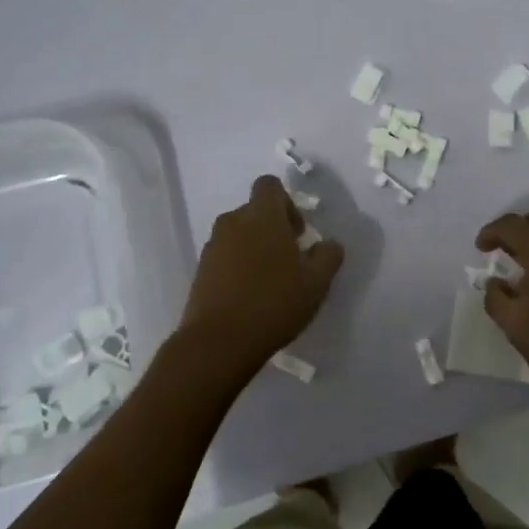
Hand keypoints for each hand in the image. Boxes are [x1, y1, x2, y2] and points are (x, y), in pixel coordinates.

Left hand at [181, 175, 342, 380]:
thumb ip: (328, 255)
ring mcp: (212, 246)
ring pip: (239, 235)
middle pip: (255, 211)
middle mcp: (233, 222)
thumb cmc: (273, 302)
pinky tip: (250, 296)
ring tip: (270, 282)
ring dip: (255, 249)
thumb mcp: (317, 281)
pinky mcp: (200, 271)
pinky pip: (225, 257)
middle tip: (290, 261)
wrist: (218, 342)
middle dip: (273, 229)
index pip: (270, 185)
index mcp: (261, 215)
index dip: (287, 203)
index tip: (298, 233)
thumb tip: (328, 244)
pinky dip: (238, 267)